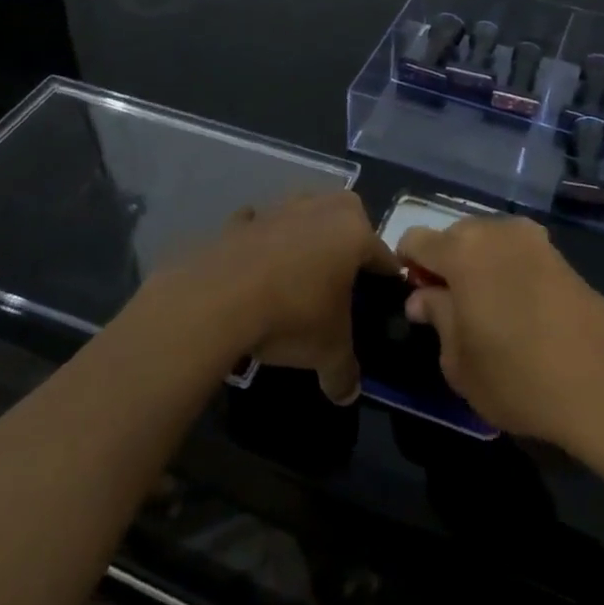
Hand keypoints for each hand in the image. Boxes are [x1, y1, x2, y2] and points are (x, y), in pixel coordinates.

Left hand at [184, 192, 394, 404]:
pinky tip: (255, 267)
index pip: (382, 254)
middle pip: (347, 214)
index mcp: (354, 233)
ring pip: (302, 212)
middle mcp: (320, 210)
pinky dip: (260, 239)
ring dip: (304, 233)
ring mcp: (278, 209)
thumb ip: (344, 372)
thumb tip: (349, 395)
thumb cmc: (292, 315)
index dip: (385, 277)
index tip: (384, 294)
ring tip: (298, 270)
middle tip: (343, 274)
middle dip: (348, 237)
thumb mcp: (328, 351)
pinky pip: (259, 225)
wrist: (217, 299)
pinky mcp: (241, 220)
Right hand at [396, 214, 603, 448]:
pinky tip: (517, 310)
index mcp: (462, 250)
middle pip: (454, 236)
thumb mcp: (459, 361)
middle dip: (445, 265)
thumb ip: (437, 319)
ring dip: (478, 266)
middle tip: (450, 311)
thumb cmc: (518, 376)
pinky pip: (517, 253)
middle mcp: (497, 230)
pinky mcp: (561, 256)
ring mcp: (533, 240)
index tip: (416, 301)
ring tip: (486, 312)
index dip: (407, 267)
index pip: (415, 239)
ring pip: (488, 242)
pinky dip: (507, 271)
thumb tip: (423, 298)